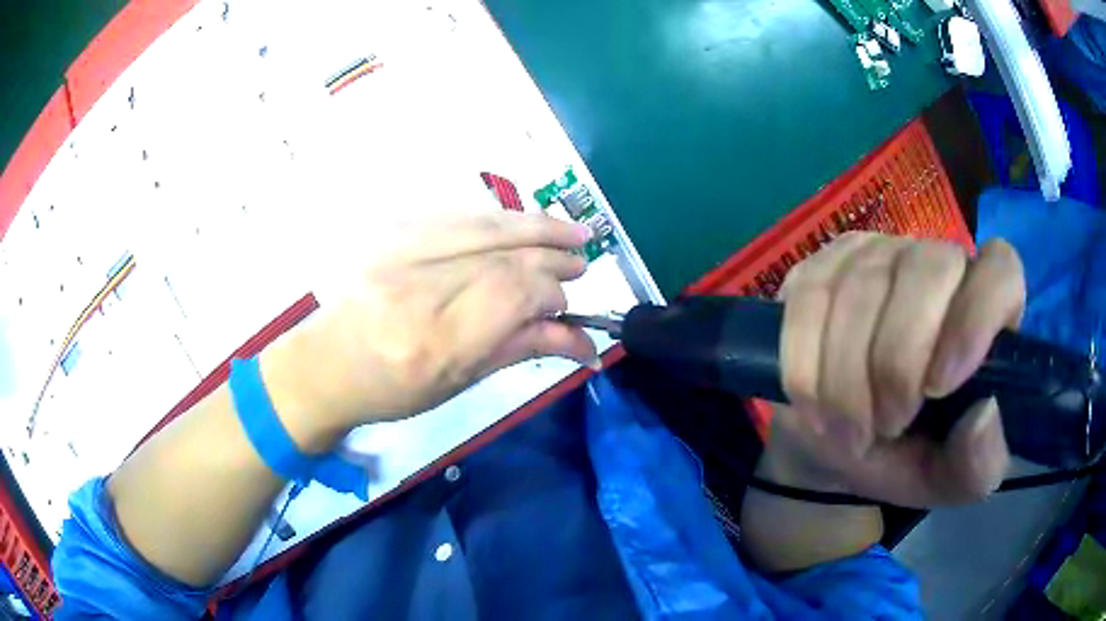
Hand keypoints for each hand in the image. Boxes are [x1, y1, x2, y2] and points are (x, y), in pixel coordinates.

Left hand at [259, 212, 596, 451]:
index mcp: (437, 340)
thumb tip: (580, 339)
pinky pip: (456, 214)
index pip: (515, 292)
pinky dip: (497, 218)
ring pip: (483, 223)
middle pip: (504, 254)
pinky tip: (519, 223)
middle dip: (552, 254)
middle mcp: (418, 288)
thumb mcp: (459, 382)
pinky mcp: (389, 233)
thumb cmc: (392, 389)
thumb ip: (520, 348)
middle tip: (581, 260)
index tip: (567, 303)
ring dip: (534, 224)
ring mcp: (399, 252)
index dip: (552, 291)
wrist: (327, 363)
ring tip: (570, 231)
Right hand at [768, 232, 1025, 506]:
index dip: (975, 316)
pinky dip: (807, 367)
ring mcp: (874, 255)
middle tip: (887, 425)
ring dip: (846, 379)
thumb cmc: (908, 456)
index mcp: (985, 306)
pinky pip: (807, 303)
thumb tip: (984, 413)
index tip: (939, 388)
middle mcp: (934, 262)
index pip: (999, 269)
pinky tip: (816, 405)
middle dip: (897, 361)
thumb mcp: (949, 479)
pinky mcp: (820, 268)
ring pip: (860, 289)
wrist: (840, 444)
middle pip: (925, 269)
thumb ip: (979, 463)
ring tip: (849, 432)